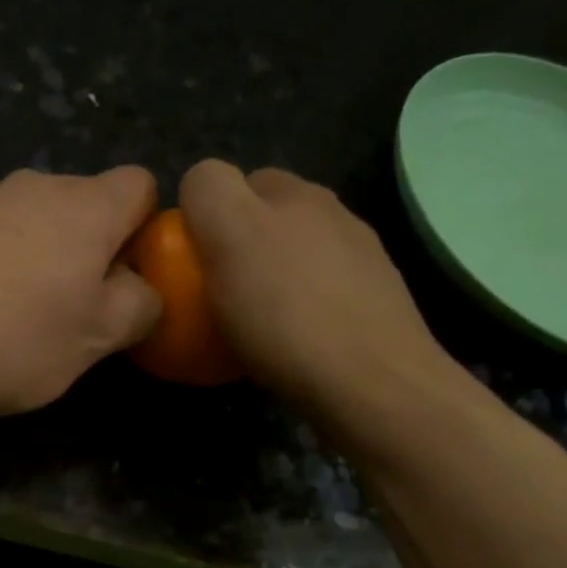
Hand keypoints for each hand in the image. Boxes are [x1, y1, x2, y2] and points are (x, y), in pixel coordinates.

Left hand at [0, 166, 161, 417]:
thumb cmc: (11, 336)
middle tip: (81, 314)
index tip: (132, 281)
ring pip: (36, 226)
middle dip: (94, 254)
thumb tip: (143, 290)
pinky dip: (0, 270)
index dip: (148, 230)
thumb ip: (138, 307)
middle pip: (86, 207)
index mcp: (86, 205)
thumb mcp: (95, 338)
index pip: (141, 186)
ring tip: (25, 322)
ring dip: (45, 264)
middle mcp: (35, 186)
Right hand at [180, 160, 467, 431]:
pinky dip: (300, 309)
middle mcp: (333, 215)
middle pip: (266, 218)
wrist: (373, 387)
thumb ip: (210, 193)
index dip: (203, 214)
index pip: (231, 179)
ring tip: (252, 322)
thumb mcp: (231, 238)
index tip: (191, 261)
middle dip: (238, 243)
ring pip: (294, 257)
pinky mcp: (375, 305)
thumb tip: (200, 185)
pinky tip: (293, 343)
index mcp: (296, 194)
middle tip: (216, 291)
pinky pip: (319, 295)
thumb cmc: (289, 315)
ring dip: (271, 277)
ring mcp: (362, 260)